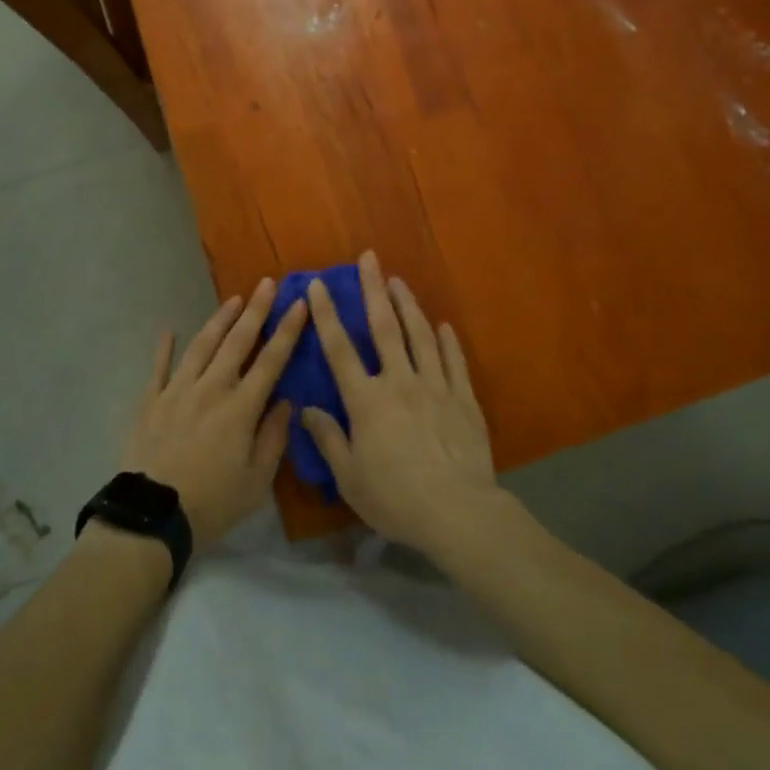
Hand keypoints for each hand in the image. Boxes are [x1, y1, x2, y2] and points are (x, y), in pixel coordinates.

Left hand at [118, 279, 306, 547]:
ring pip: (202, 345)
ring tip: (234, 299)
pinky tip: (168, 330)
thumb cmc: (211, 503)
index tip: (299, 303)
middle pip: (237, 341)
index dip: (287, 330)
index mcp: (241, 408)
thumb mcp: (256, 482)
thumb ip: (273, 438)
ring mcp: (178, 391)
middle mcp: (211, 388)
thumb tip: (285, 402)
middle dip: (256, 310)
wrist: (151, 516)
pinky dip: (164, 348)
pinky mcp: (151, 401)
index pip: (271, 360)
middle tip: (267, 283)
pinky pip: (159, 368)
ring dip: (219, 320)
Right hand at [301, 252, 499, 556]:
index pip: (340, 349)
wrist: (457, 512)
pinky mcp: (462, 398)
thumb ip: (328, 439)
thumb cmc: (396, 499)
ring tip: (399, 281)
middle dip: (374, 289)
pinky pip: (453, 361)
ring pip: (419, 335)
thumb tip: (306, 409)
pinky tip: (442, 326)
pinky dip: (447, 340)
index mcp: (367, 400)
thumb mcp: (350, 478)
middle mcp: (399, 381)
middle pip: (384, 327)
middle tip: (369, 258)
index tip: (318, 284)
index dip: (327, 314)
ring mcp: (434, 386)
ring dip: (408, 304)